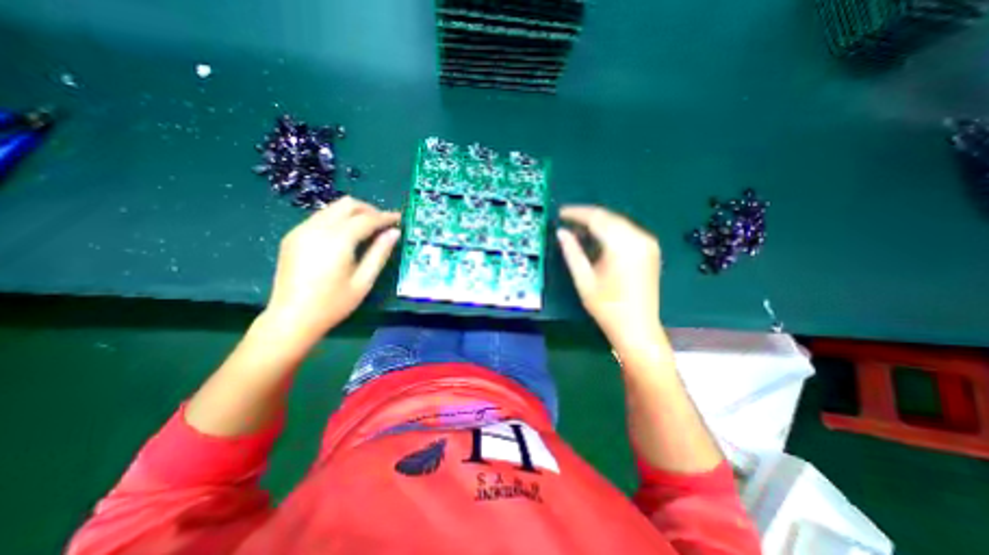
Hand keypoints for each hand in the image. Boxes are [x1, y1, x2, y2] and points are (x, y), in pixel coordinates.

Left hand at [266, 196, 401, 342]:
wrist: (291, 318)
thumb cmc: (333, 303)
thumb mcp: (363, 281)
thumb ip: (380, 253)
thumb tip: (394, 233)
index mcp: (337, 240)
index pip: (367, 219)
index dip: (386, 217)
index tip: (399, 219)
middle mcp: (317, 228)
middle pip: (348, 204)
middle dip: (369, 210)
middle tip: (383, 224)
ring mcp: (301, 230)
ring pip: (333, 208)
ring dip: (353, 213)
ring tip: (368, 229)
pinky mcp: (293, 236)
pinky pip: (321, 218)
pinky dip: (338, 220)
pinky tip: (346, 237)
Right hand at [559, 206, 659, 347]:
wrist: (637, 327)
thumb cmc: (607, 307)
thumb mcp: (584, 279)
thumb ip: (572, 252)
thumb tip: (561, 232)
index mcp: (623, 245)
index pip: (597, 218)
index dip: (576, 213)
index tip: (561, 213)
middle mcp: (639, 238)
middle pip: (609, 217)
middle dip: (587, 216)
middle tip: (567, 221)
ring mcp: (648, 243)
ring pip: (618, 222)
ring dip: (598, 223)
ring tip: (578, 230)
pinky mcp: (650, 250)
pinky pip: (626, 231)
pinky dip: (610, 231)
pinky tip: (597, 238)